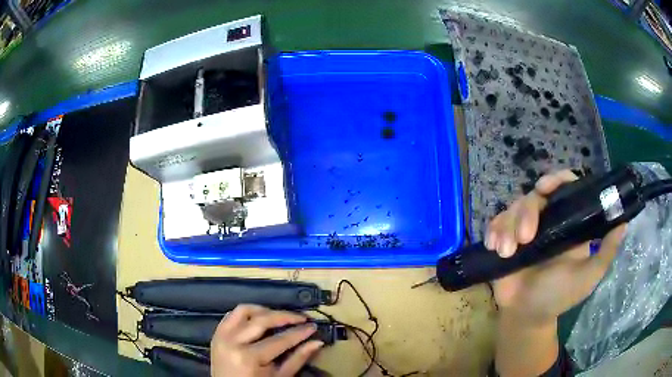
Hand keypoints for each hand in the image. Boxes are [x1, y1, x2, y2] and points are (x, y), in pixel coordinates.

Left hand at [211, 304, 323, 376]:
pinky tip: (259, 318)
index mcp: (249, 357)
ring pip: (244, 311)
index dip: (299, 332)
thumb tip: (317, 342)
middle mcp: (233, 342)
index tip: (313, 326)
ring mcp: (221, 336)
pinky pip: (231, 315)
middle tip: (301, 318)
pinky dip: (246, 313)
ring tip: (279, 316)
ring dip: (264, 310)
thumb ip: (297, 359)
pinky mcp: (216, 334)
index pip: (279, 340)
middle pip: (262, 320)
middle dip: (285, 316)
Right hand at [485, 170, 626, 323]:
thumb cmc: (559, 296)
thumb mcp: (588, 276)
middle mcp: (547, 221)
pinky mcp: (505, 239)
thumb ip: (606, 251)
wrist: (526, 316)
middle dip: (527, 212)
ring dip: (507, 227)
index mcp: (568, 223)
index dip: (556, 180)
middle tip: (525, 238)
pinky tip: (494, 246)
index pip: (566, 189)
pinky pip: (496, 223)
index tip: (545, 187)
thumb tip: (624, 221)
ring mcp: (524, 230)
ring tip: (506, 252)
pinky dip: (494, 230)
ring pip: (514, 207)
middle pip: (535, 196)